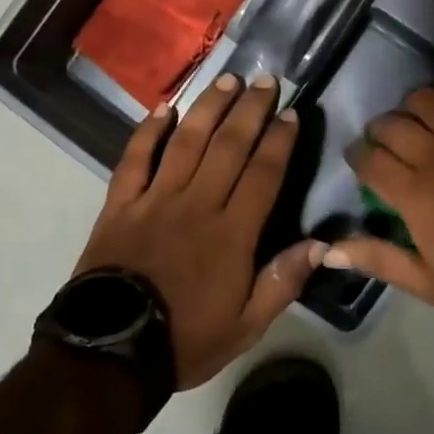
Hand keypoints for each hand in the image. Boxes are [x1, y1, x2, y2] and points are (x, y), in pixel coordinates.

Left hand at [73, 73, 323, 388]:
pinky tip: (164, 109)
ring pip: (186, 141)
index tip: (291, 113)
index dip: (279, 140)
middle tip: (265, 80)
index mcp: (231, 233)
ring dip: (208, 107)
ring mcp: (155, 199)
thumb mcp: (246, 326)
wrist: (110, 354)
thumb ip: (283, 282)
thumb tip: (322, 244)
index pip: (263, 174)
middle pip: (228, 146)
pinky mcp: (120, 204)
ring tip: (227, 80)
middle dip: (250, 109)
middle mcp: (196, 204)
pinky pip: (135, 159)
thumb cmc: (185, 338)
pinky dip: (148, 132)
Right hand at [326, 64, 433, 322]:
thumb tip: (326, 249)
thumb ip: (376, 259)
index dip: (358, 155)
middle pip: (393, 124)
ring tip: (418, 116)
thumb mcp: (428, 283)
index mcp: (414, 192)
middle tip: (388, 141)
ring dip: (413, 105)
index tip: (360, 159)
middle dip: (381, 130)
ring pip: (428, 99)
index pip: (369, 159)